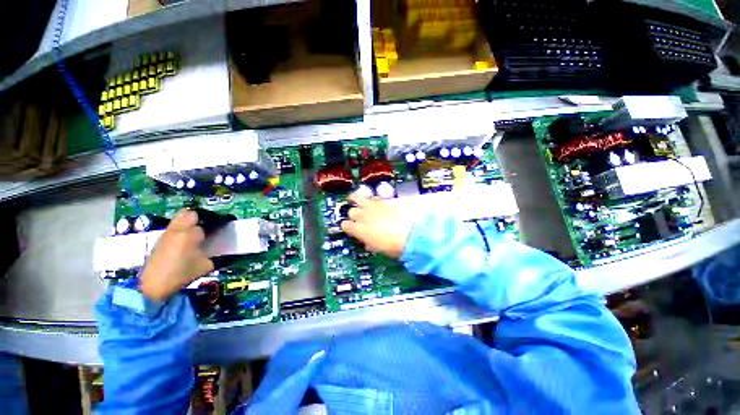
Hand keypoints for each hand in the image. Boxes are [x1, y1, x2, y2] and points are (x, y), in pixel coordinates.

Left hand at [139, 210, 213, 300]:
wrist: (153, 286)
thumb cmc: (181, 275)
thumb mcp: (205, 266)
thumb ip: (214, 255)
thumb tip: (220, 251)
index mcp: (191, 235)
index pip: (207, 225)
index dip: (213, 228)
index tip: (217, 233)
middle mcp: (178, 230)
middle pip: (190, 214)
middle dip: (199, 218)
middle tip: (206, 227)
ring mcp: (167, 233)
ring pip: (179, 218)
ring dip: (188, 222)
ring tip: (195, 233)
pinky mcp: (160, 239)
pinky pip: (173, 227)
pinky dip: (180, 229)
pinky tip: (184, 241)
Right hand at [340, 194, 413, 258]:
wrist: (410, 236)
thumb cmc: (392, 246)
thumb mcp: (376, 248)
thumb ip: (368, 243)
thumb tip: (367, 242)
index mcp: (358, 229)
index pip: (345, 225)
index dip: (347, 227)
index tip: (351, 229)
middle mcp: (362, 215)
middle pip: (351, 211)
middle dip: (354, 215)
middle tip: (359, 218)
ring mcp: (372, 206)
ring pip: (356, 197)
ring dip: (355, 199)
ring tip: (356, 200)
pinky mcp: (383, 200)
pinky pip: (373, 197)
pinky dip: (372, 200)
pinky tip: (375, 203)